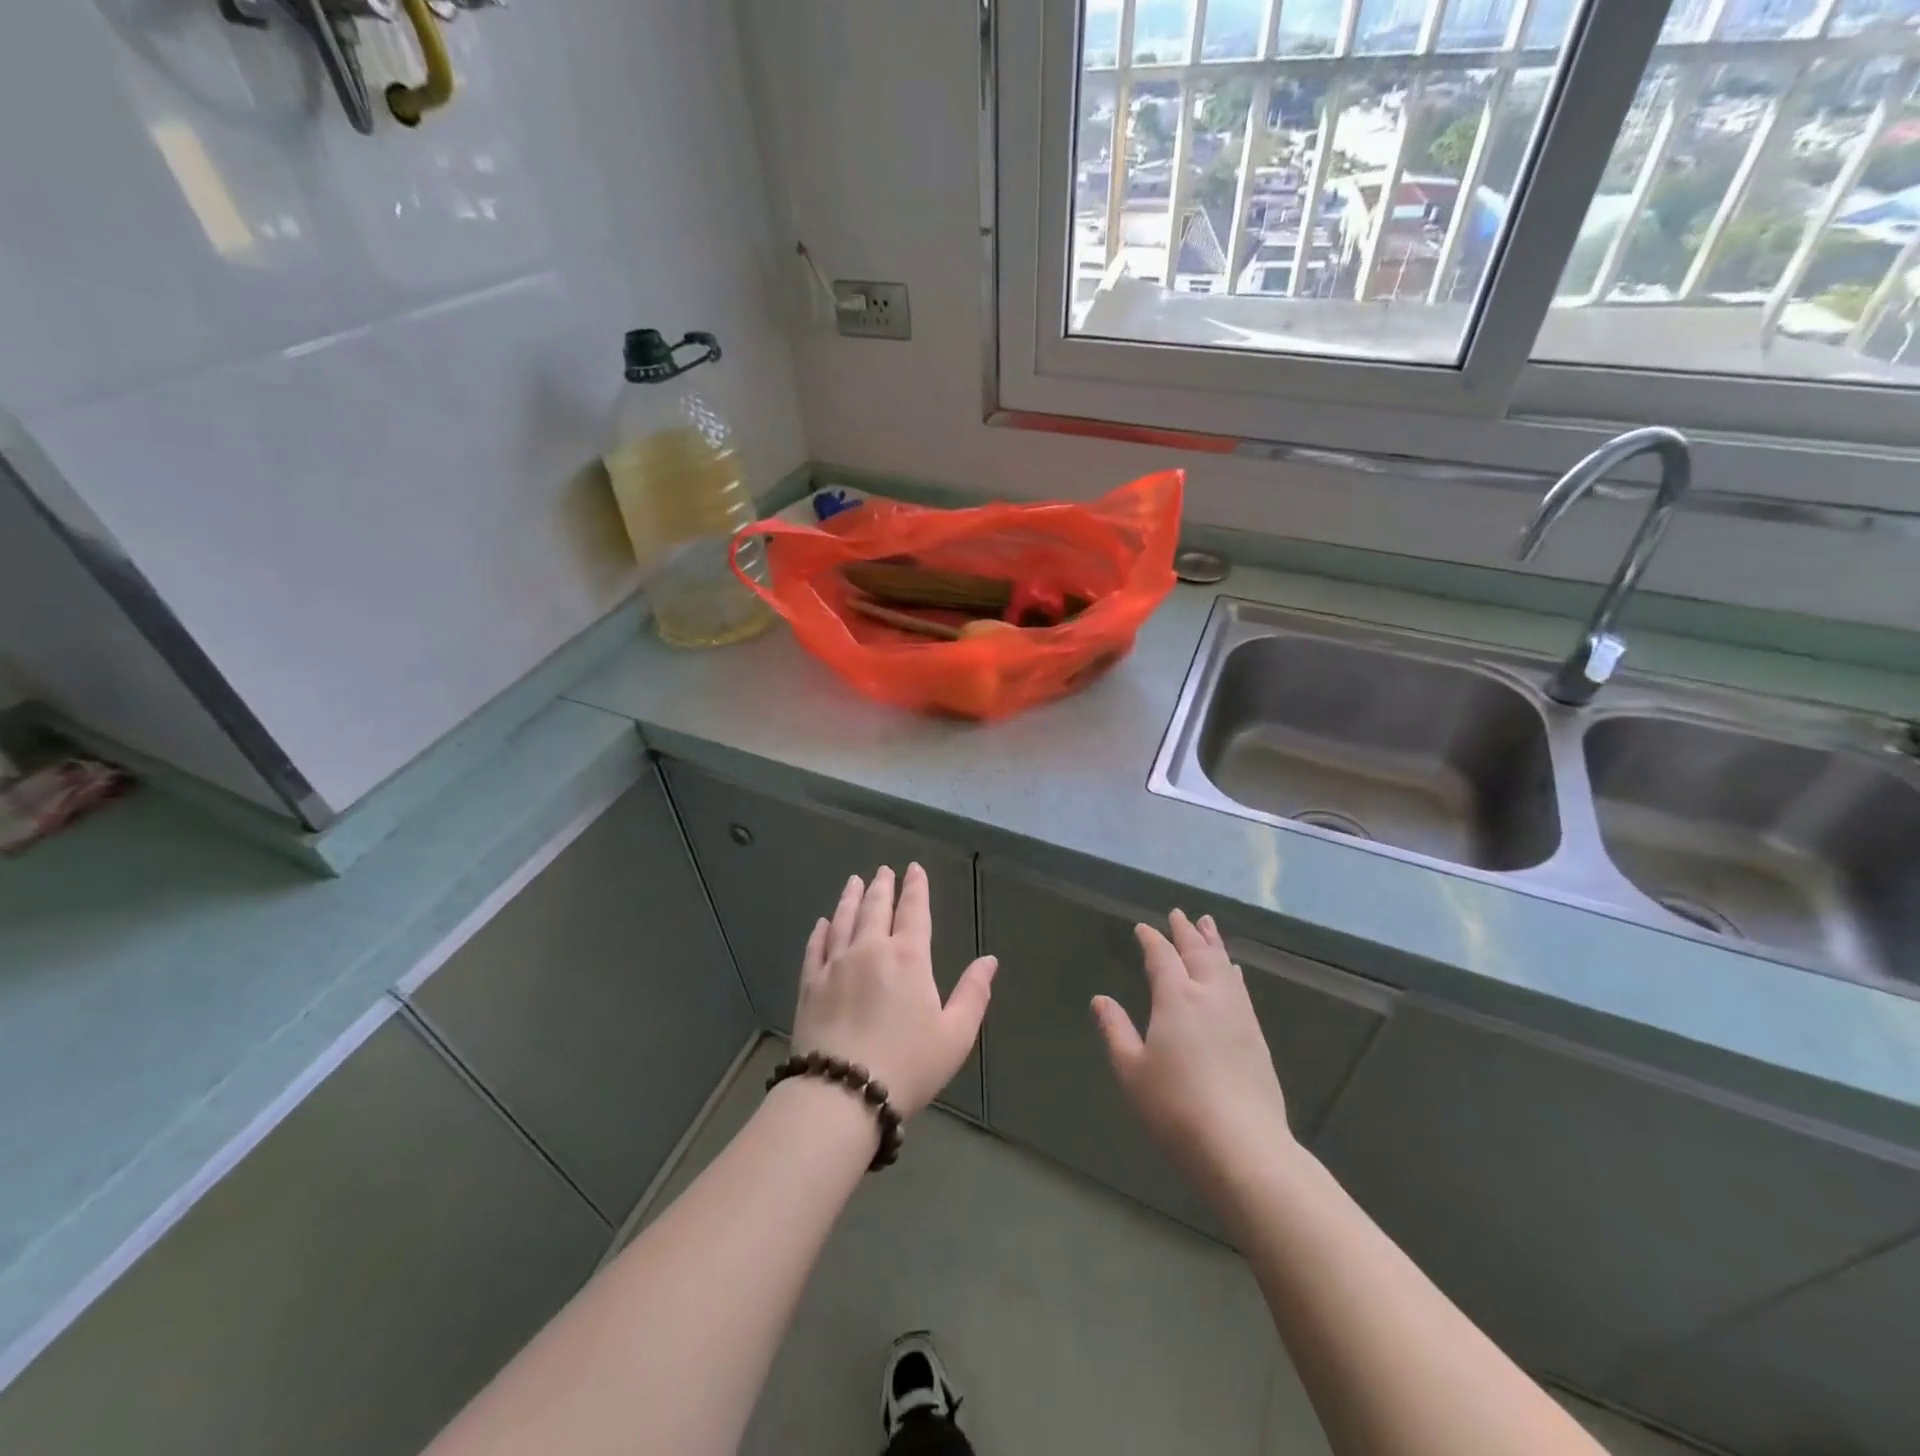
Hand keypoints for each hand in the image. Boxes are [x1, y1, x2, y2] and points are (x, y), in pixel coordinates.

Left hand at [793, 864, 998, 1117]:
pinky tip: (823, 923)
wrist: (842, 1092)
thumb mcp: (955, 1035)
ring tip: (854, 881)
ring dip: (851, 898)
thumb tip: (989, 960)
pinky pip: (816, 947)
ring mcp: (835, 965)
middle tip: (883, 870)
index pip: (914, 911)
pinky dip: (821, 931)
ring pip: (844, 920)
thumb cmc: (907, 1065)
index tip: (914, 869)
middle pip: (876, 908)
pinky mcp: (810, 984)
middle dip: (882, 886)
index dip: (916, 888)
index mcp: (908, 958)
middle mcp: (870, 950)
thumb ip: (973, 994)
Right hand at [1093, 910, 1294, 1195]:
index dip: (1151, 940)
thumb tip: (1101, 999)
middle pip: (1198, 953)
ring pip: (1224, 966)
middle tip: (1180, 913)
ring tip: (1208, 925)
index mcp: (1176, 998)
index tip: (1143, 928)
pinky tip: (1234, 972)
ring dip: (1213, 943)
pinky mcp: (1256, 1037)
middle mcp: (1209, 996)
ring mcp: (1238, 1015)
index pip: (1162, 957)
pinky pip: (1241, 988)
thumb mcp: (1131, 1070)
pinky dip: (1231, 971)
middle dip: (1186, 932)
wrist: (1242, 1147)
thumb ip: (1115, 1030)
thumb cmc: (1175, 1108)